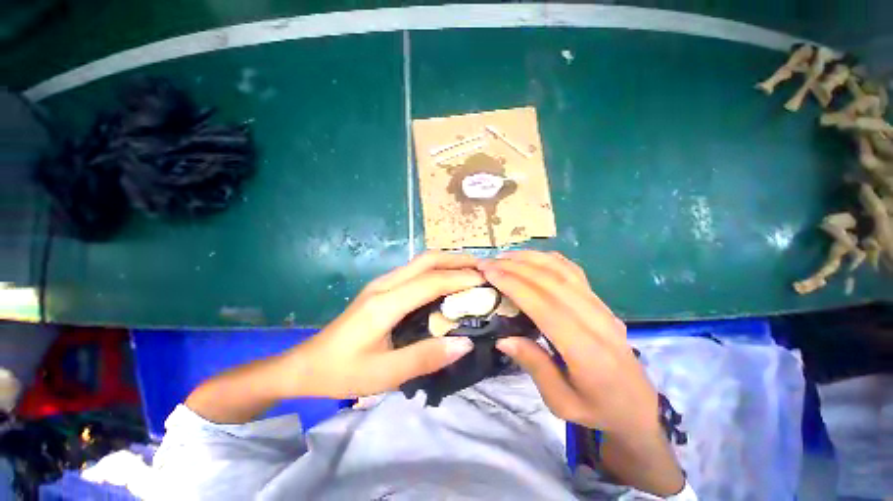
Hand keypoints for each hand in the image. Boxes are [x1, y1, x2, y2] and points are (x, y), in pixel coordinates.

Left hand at [283, 251, 482, 397]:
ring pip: (421, 261)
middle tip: (483, 269)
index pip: (430, 281)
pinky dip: (436, 269)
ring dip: (448, 262)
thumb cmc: (343, 372)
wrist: (306, 364)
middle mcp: (384, 285)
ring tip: (471, 271)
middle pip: (427, 260)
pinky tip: (447, 280)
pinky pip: (415, 270)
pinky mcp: (381, 287)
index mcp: (384, 303)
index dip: (460, 279)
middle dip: (457, 260)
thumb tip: (465, 342)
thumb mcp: (384, 375)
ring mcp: (381, 283)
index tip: (486, 281)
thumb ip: (425, 357)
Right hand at [478, 251, 659, 435]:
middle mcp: (596, 321)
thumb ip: (534, 366)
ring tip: (504, 255)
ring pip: (563, 272)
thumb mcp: (560, 402)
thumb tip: (502, 338)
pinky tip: (532, 257)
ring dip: (531, 259)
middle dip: (515, 268)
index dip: (514, 285)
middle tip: (488, 262)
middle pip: (552, 283)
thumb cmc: (597, 409)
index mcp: (586, 351)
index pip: (544, 306)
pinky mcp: (600, 302)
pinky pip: (574, 272)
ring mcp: (601, 307)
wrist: (638, 406)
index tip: (489, 273)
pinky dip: (550, 259)